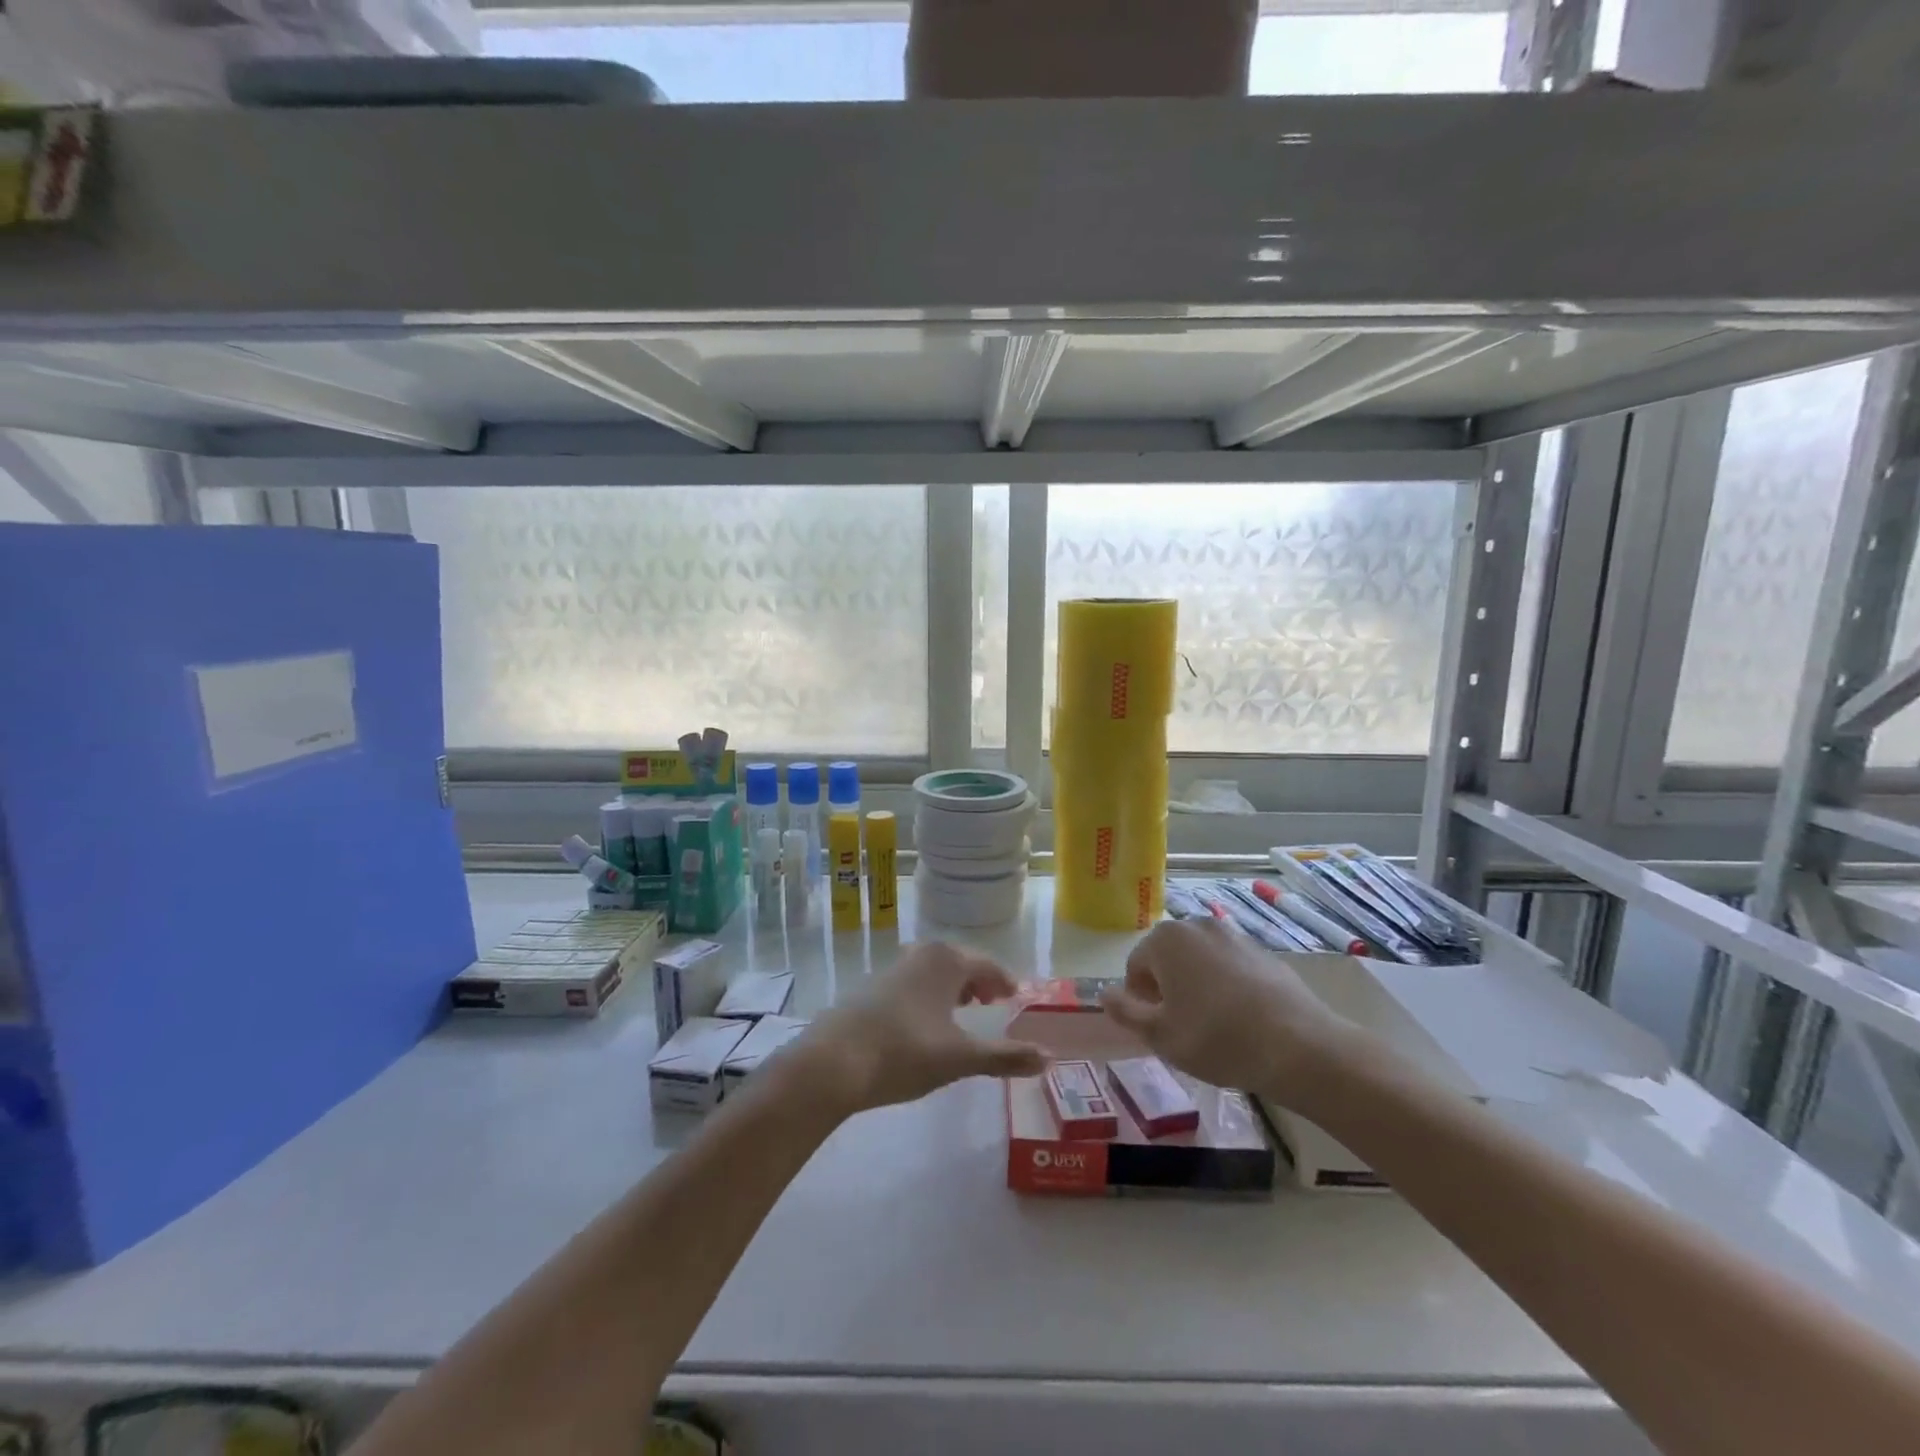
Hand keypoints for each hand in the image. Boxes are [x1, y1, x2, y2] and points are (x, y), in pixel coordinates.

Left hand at [788, 942, 1048, 1116]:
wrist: (832, 1062)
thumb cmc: (904, 1052)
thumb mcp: (960, 1058)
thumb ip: (1004, 1057)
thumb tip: (1049, 1058)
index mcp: (947, 960)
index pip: (987, 964)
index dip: (1004, 981)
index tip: (1015, 996)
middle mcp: (920, 954)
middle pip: (959, 962)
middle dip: (978, 981)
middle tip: (993, 1002)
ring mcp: (892, 968)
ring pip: (933, 971)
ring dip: (952, 987)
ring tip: (962, 1010)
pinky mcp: (870, 987)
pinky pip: (913, 983)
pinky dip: (928, 995)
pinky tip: (924, 1022)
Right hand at [1100, 918, 1367, 1106]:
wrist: (1299, 1046)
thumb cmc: (1217, 1039)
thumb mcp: (1160, 1035)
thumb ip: (1125, 1012)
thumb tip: (1104, 994)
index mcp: (1165, 940)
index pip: (1135, 967)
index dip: (1140, 1000)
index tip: (1158, 1028)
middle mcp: (1197, 925)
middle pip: (1167, 958)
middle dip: (1167, 989)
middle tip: (1182, 1028)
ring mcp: (1233, 934)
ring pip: (1199, 961)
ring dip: (1196, 986)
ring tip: (1213, 1026)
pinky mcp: (1263, 950)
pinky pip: (1229, 966)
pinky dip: (1226, 986)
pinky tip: (1241, 1019)